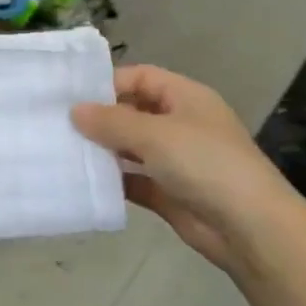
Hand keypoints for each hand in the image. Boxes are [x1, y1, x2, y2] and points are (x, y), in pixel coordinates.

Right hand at [71, 65, 298, 277]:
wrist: (249, 227)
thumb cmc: (205, 164)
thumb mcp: (155, 134)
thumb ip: (112, 121)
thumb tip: (75, 110)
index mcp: (186, 98)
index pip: (141, 77)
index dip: (108, 83)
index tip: (70, 96)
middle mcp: (180, 124)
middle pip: (133, 112)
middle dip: (100, 118)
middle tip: (57, 124)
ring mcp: (175, 160)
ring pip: (131, 148)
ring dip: (103, 150)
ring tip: (63, 151)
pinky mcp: (168, 193)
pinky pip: (134, 180)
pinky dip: (113, 181)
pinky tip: (84, 182)